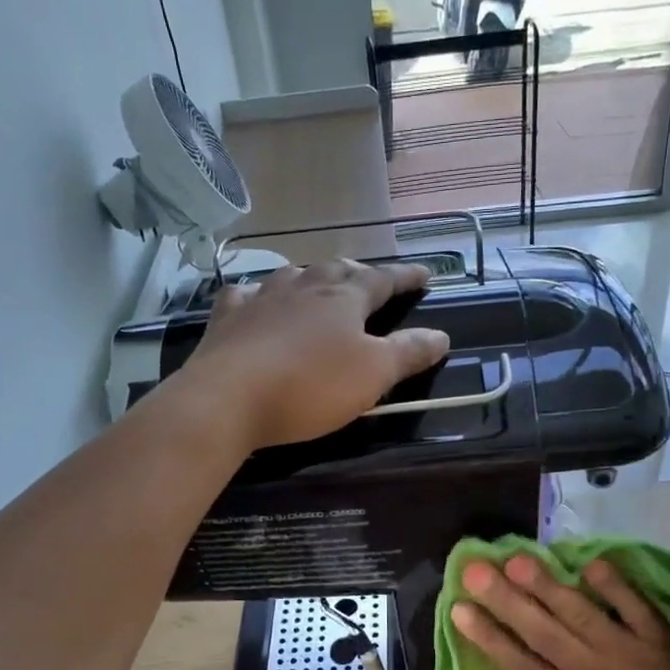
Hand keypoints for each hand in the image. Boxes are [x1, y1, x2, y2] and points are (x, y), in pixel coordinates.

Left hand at [177, 260, 451, 451]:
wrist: (229, 398)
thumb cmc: (311, 386)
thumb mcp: (373, 374)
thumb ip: (409, 352)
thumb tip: (441, 335)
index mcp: (343, 298)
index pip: (383, 279)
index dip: (405, 277)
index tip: (424, 274)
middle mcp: (303, 287)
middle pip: (337, 270)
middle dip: (359, 273)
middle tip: (371, 279)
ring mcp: (261, 299)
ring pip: (292, 275)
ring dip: (311, 277)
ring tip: (318, 283)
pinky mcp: (227, 319)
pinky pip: (244, 295)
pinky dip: (255, 294)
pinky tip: (252, 298)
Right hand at [451, 555, 669, 669]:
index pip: (522, 666)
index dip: (489, 637)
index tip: (460, 610)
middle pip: (542, 633)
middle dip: (504, 600)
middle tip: (475, 570)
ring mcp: (631, 655)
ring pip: (580, 615)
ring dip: (548, 586)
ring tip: (519, 559)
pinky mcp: (665, 641)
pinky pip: (637, 609)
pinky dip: (616, 586)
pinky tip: (592, 563)